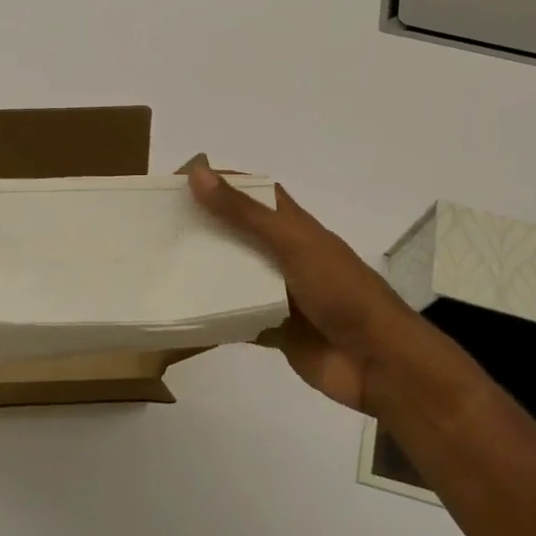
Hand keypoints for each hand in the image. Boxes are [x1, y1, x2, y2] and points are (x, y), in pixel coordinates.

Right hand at [187, 156, 446, 412]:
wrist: (378, 362)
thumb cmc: (340, 292)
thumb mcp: (291, 244)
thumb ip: (244, 214)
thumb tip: (198, 173)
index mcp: (295, 228)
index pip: (253, 192)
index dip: (220, 182)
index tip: (177, 182)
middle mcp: (285, 256)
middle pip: (238, 234)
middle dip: (203, 228)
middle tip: (157, 227)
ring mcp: (280, 295)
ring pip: (235, 278)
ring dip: (206, 273)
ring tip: (162, 267)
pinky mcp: (276, 330)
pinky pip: (237, 319)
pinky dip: (215, 317)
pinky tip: (184, 314)